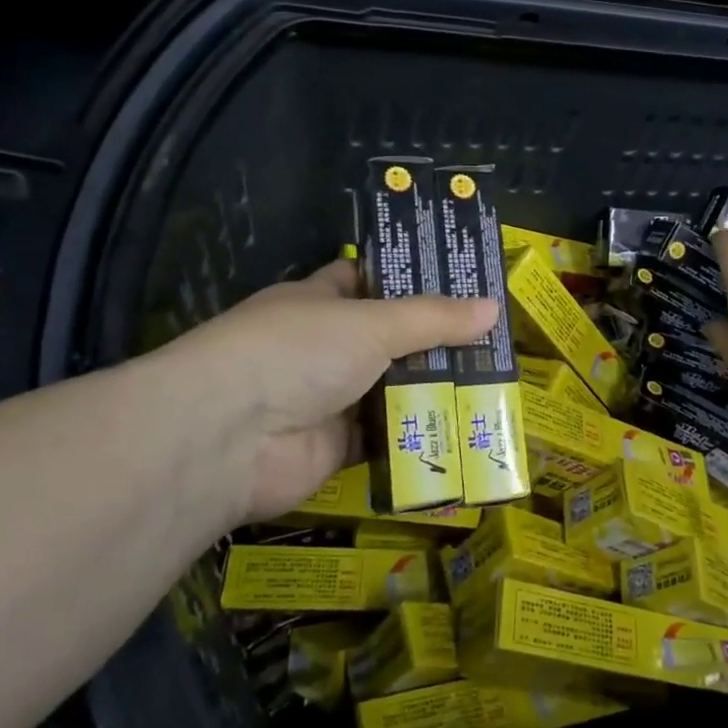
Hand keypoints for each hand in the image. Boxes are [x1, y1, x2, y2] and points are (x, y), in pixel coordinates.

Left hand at [147, 261, 497, 527]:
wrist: (229, 438)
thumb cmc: (297, 352)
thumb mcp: (372, 323)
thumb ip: (433, 318)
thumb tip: (493, 307)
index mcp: (321, 301)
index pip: (370, 279)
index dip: (412, 279)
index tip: (464, 281)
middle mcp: (325, 347)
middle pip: (390, 339)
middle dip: (438, 342)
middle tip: (497, 341)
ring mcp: (329, 398)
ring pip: (393, 389)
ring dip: (435, 391)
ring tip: (496, 385)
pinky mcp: (336, 447)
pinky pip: (388, 437)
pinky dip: (420, 436)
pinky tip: (466, 430)